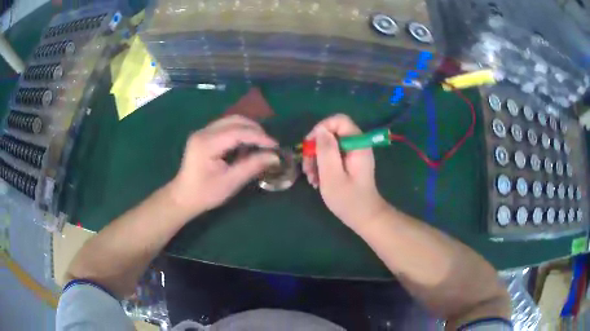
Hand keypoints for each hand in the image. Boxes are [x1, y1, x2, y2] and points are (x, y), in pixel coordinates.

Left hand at [168, 115, 278, 216]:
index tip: (275, 146)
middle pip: (235, 120)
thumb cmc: (205, 194)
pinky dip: (239, 132)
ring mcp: (202, 132)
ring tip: (260, 144)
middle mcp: (204, 132)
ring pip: (231, 121)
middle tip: (269, 144)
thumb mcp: (230, 182)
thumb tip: (274, 157)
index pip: (238, 132)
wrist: (183, 197)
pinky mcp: (204, 135)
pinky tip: (246, 145)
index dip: (259, 137)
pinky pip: (226, 127)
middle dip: (255, 129)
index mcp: (207, 143)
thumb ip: (252, 166)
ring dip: (248, 129)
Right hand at [302, 114, 389, 229]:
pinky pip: (332, 156)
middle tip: (307, 169)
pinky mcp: (349, 163)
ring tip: (311, 179)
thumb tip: (320, 130)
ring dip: (316, 160)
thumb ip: (326, 150)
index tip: (309, 146)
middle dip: (316, 149)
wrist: (364, 218)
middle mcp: (357, 145)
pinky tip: (317, 181)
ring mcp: (353, 154)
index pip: (339, 120)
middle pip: (331, 133)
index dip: (321, 128)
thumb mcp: (332, 176)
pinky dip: (322, 166)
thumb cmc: (349, 200)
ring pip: (329, 146)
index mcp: (357, 144)